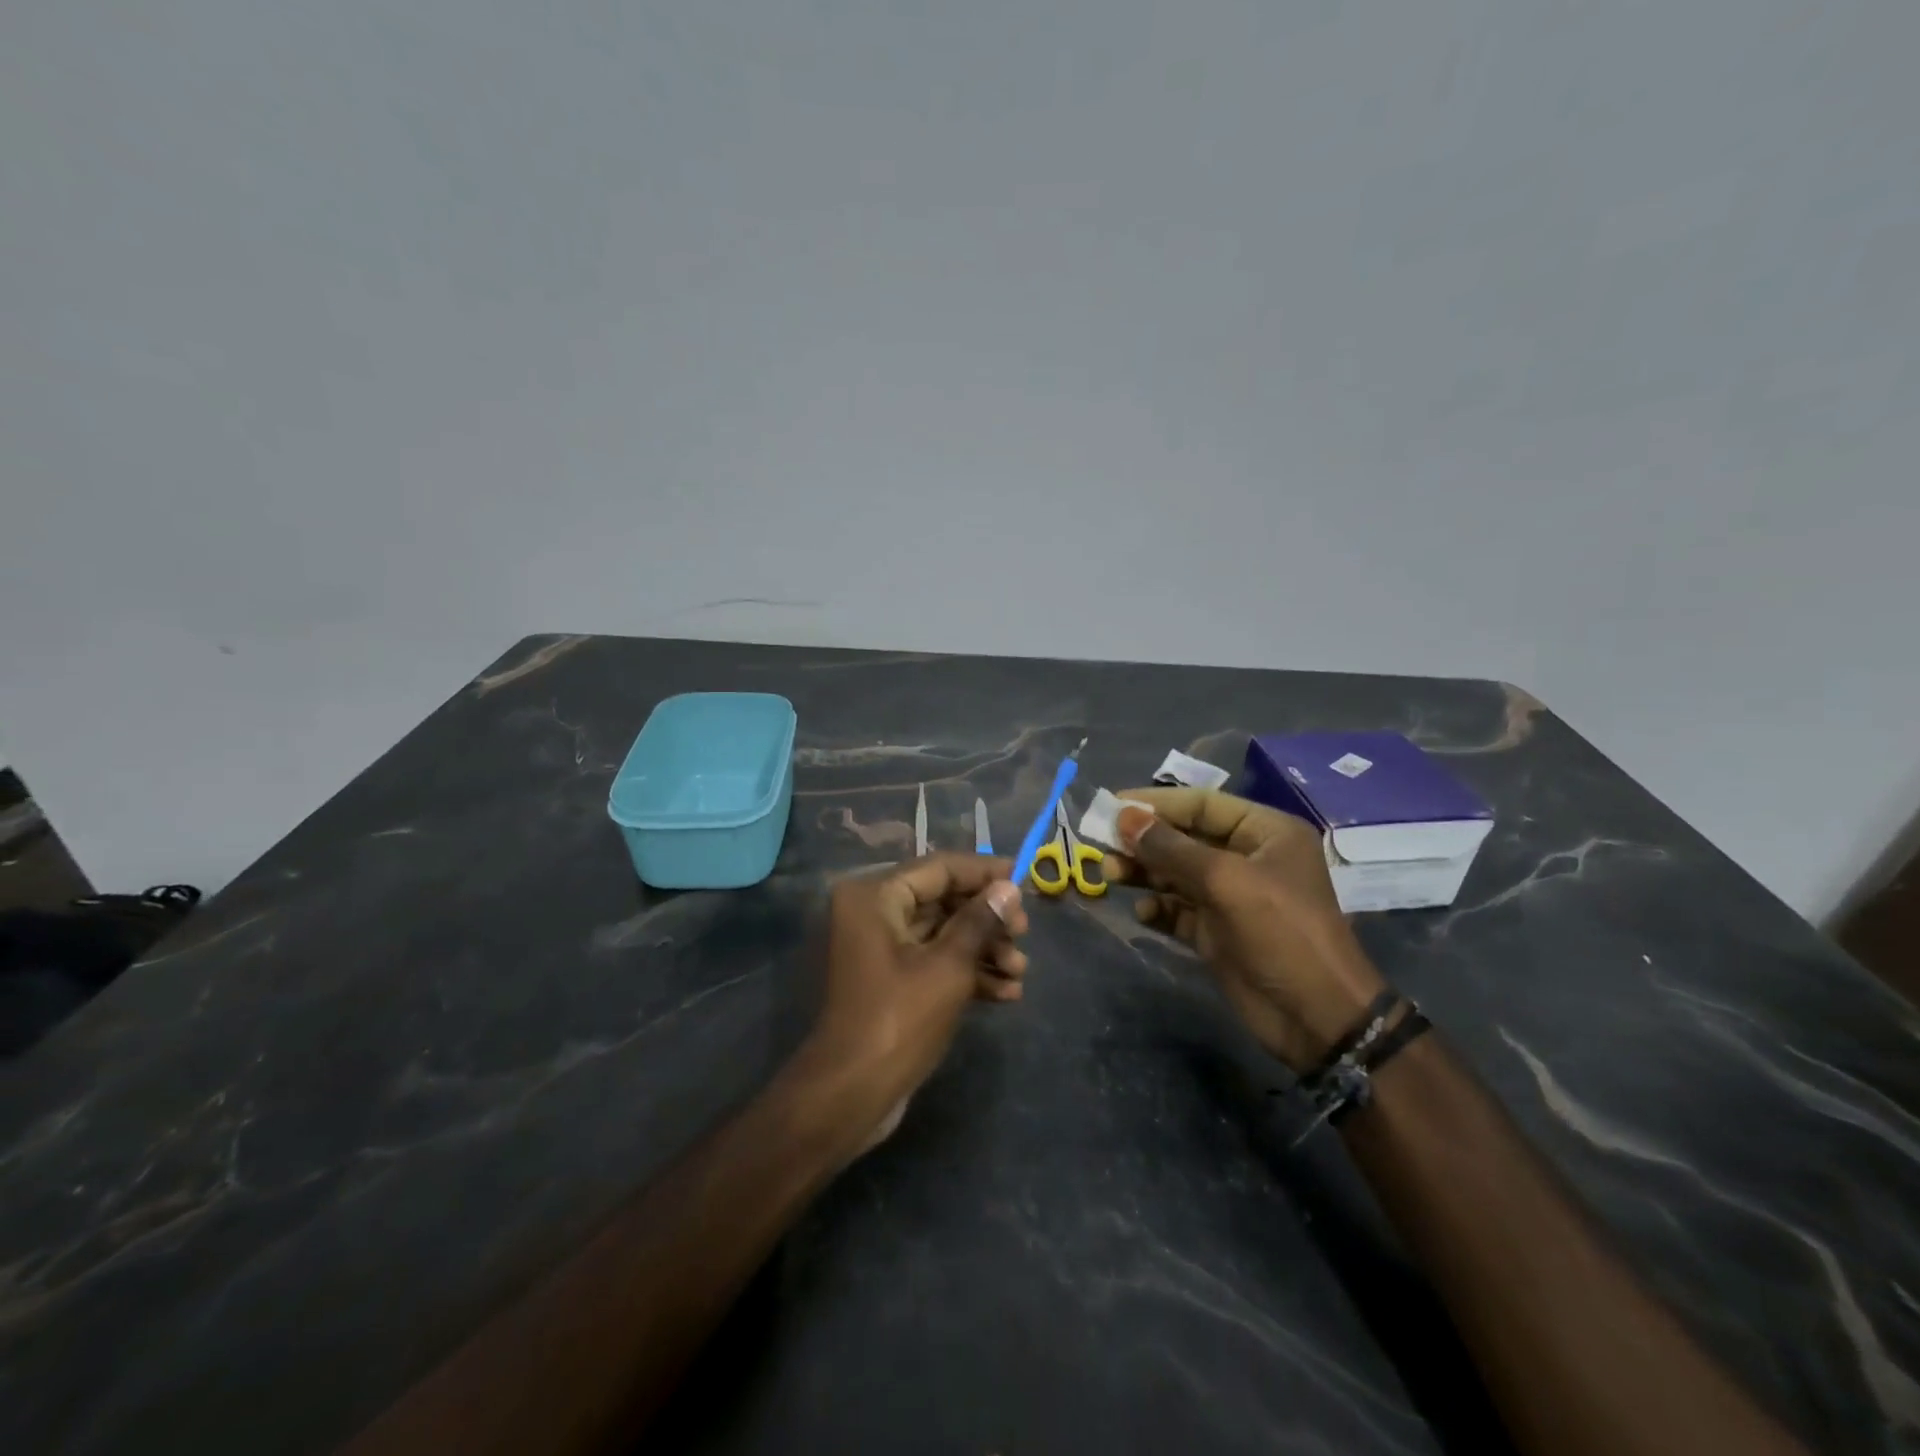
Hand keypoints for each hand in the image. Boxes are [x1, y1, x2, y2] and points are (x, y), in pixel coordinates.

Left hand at [798, 854, 1027, 1150]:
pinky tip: (1006, 994)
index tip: (1024, 882)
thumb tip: (1009, 888)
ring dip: (983, 949)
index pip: (940, 868)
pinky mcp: (890, 978)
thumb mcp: (948, 967)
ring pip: (942, 933)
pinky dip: (966, 972)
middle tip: (1024, 938)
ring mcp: (880, 947)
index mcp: (875, 896)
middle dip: (987, 921)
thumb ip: (980, 921)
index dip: (985, 873)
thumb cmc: (898, 1021)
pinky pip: (933, 960)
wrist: (850, 1096)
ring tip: (1020, 973)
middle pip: (943, 900)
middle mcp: (873, 912)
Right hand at [1104, 789, 1385, 1070]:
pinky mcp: (1218, 931)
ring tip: (1112, 875)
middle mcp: (1248, 858)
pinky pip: (1178, 908)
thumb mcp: (1225, 881)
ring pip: (1176, 873)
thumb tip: (1124, 817)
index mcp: (1265, 832)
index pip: (1201, 804)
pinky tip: (1143, 913)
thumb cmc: (1280, 933)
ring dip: (1144, 873)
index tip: (1112, 806)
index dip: (1155, 803)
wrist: (1317, 1019)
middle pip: (1184, 838)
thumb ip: (1171, 848)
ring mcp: (1232, 896)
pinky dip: (1158, 908)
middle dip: (1144, 841)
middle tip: (1103, 845)